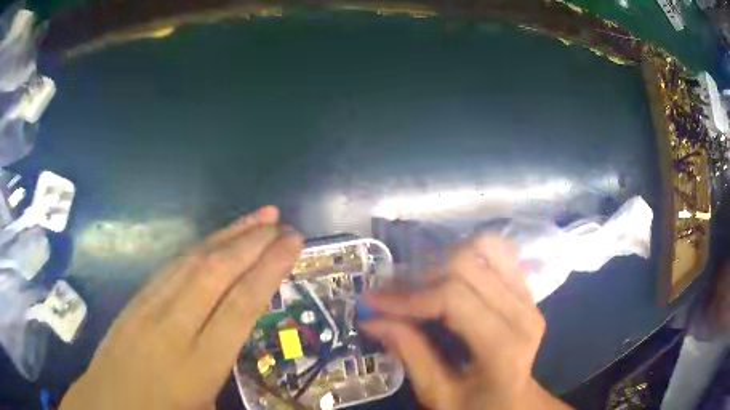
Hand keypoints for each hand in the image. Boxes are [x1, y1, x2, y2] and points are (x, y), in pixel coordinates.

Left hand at [60, 206, 303, 409]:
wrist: (108, 402)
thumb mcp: (206, 407)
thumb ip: (229, 373)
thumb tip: (248, 341)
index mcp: (199, 365)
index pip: (241, 306)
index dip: (269, 270)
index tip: (293, 243)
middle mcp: (173, 327)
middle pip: (216, 273)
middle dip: (252, 242)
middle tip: (282, 222)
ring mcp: (149, 307)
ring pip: (192, 260)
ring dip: (228, 235)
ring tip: (258, 217)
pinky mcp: (135, 299)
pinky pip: (171, 265)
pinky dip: (199, 246)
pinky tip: (215, 239)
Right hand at [361, 235, 569, 409]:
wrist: (515, 402)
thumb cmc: (476, 406)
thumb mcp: (437, 394)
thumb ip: (409, 353)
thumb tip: (371, 318)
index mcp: (503, 347)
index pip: (453, 298)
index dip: (408, 296)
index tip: (373, 301)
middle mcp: (523, 313)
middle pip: (466, 265)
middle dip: (420, 276)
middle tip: (392, 295)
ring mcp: (529, 297)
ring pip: (484, 247)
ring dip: (444, 260)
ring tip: (421, 285)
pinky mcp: (527, 291)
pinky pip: (497, 253)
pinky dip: (466, 258)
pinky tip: (447, 279)